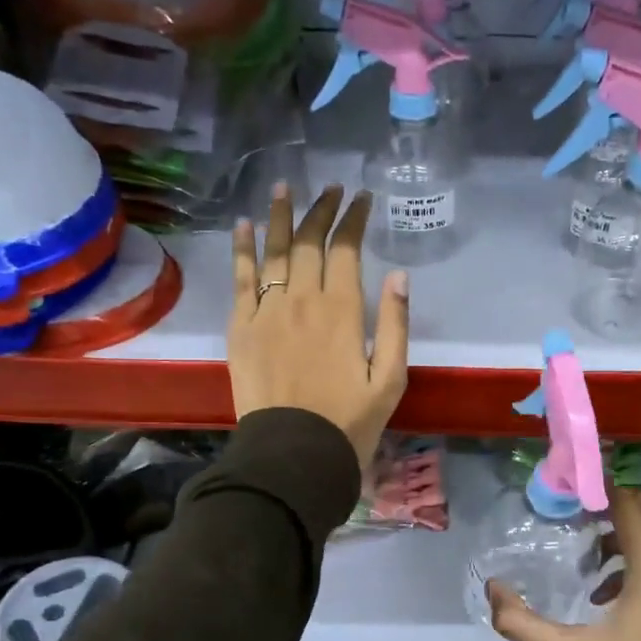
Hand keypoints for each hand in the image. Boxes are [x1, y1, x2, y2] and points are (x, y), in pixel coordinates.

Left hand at [229, 183, 408, 466]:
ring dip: (280, 216)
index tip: (360, 198)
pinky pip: (241, 279)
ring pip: (273, 251)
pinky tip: (244, 226)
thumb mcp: (390, 380)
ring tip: (283, 188)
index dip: (353, 219)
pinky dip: (242, 249)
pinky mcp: (241, 327)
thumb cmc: (349, 421)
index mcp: (342, 311)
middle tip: (329, 188)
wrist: (294, 453)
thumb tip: (399, 276)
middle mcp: (302, 300)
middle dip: (321, 210)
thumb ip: (395, 325)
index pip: (346, 249)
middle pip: (310, 242)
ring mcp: (267, 311)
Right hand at [487, 487, 640, 640]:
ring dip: (621, 530)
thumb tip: (492, 590)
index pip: (627, 502)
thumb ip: (522, 623)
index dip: (597, 484)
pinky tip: (606, 589)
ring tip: (585, 553)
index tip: (567, 479)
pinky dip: (637, 554)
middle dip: (607, 502)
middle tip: (570, 508)